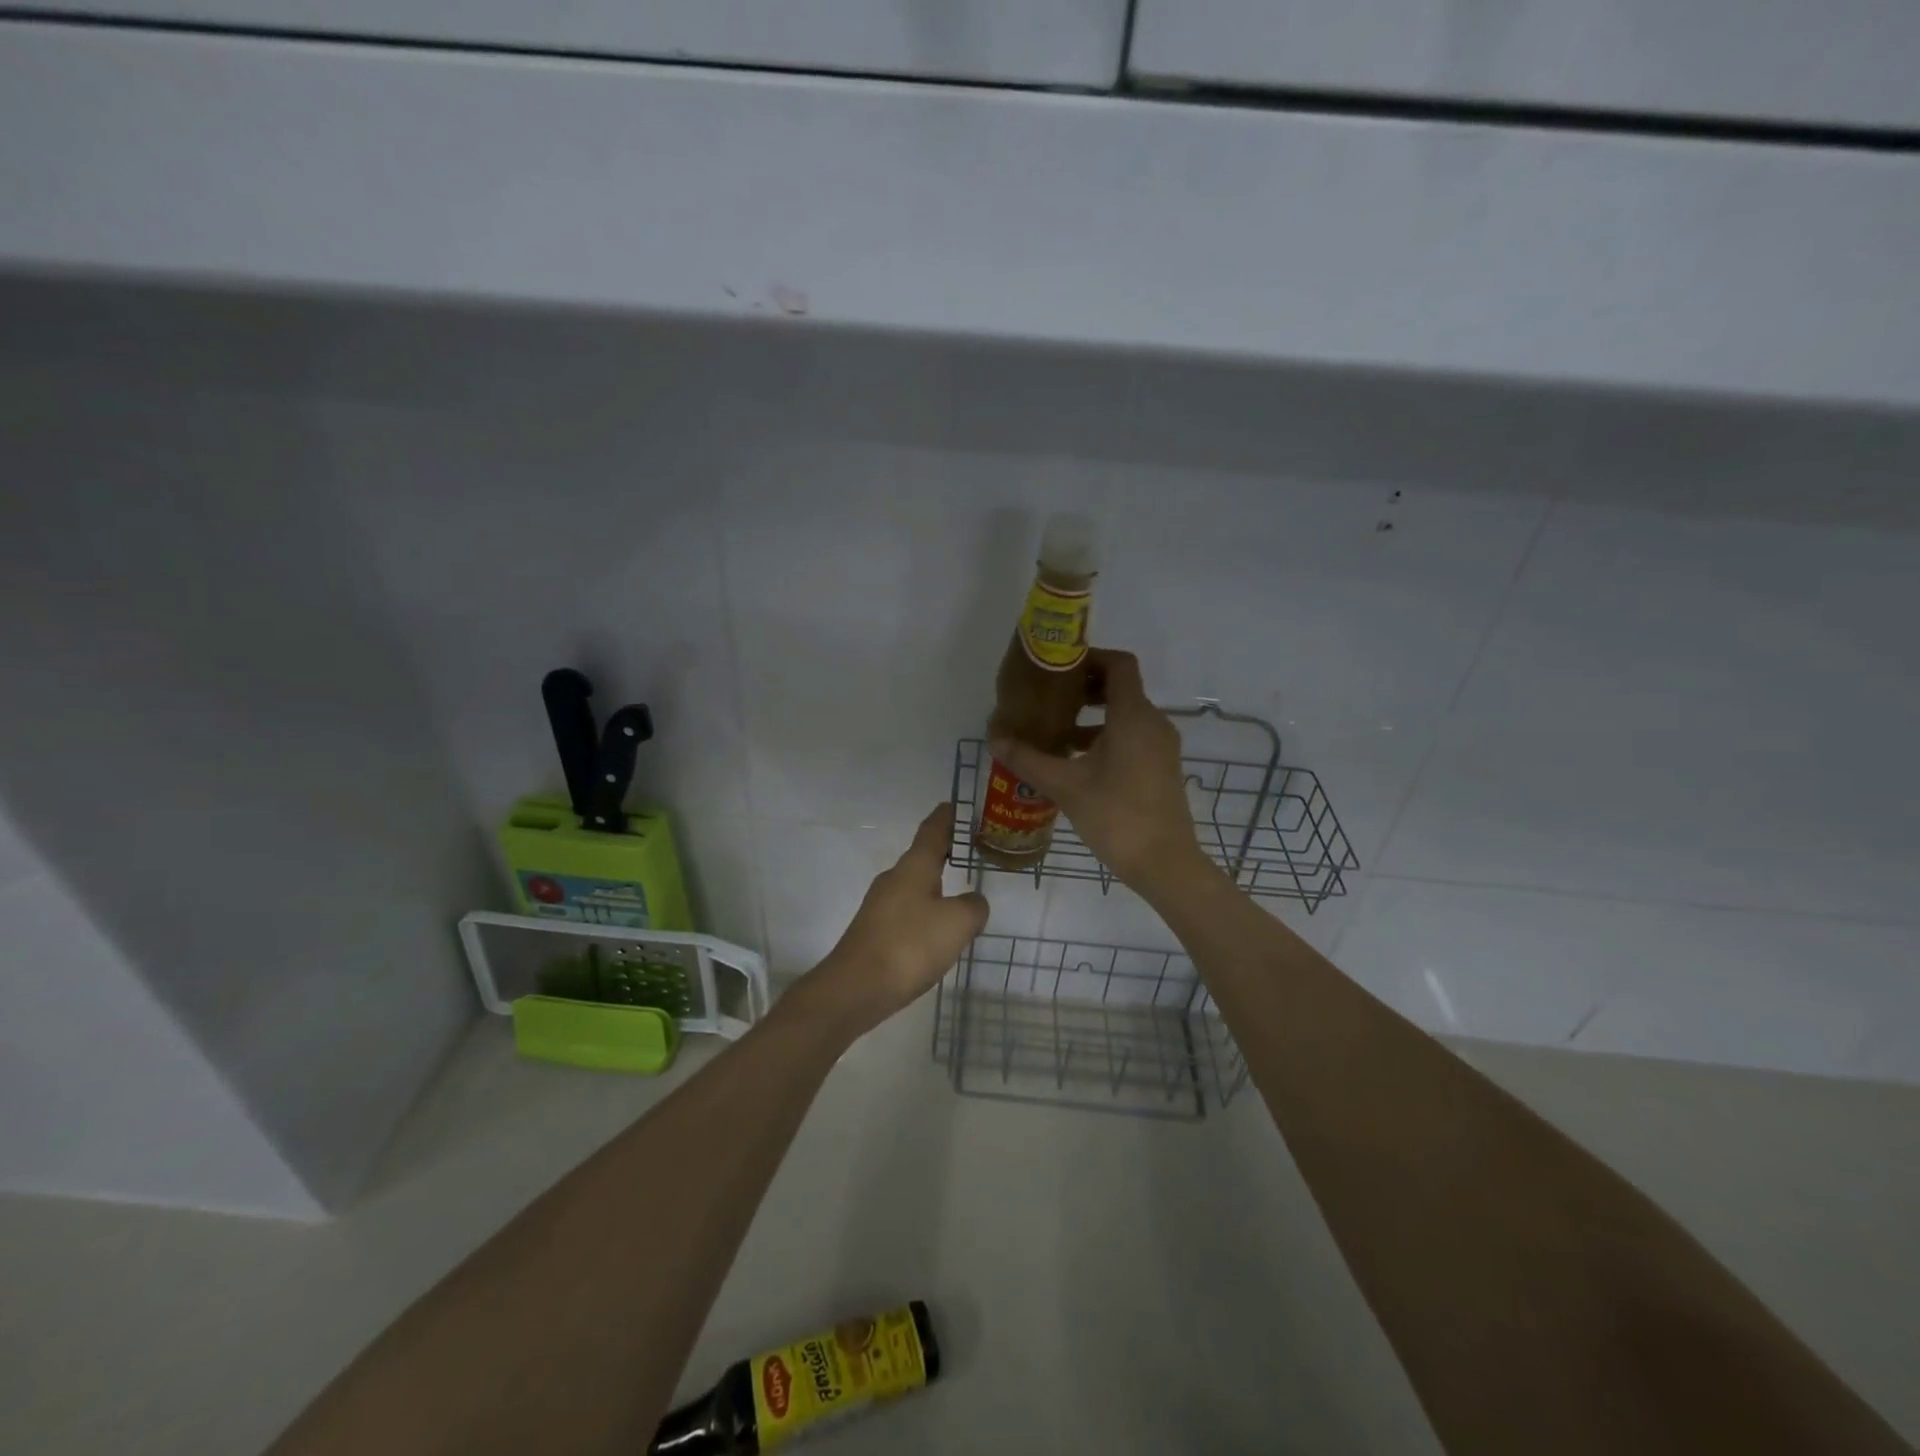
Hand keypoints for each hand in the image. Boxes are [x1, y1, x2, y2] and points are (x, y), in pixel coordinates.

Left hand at [802, 803, 989, 1034]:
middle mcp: (894, 878)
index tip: (955, 805)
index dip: (946, 817)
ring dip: (935, 883)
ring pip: (914, 885)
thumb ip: (974, 907)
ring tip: (959, 890)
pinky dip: (926, 910)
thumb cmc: (910, 945)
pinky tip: (937, 930)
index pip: (932, 830)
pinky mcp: (875, 930)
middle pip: (922, 856)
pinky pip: (908, 910)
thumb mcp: (957, 923)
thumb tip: (973, 902)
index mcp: (914, 867)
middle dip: (944, 851)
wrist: (856, 988)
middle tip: (969, 849)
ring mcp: (880, 905)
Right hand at [991, 649, 1206, 895]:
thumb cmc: (1116, 816)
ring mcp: (1161, 746)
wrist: (1165, 863)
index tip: (1058, 669)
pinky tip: (1077, 761)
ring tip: (1056, 733)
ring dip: (1092, 717)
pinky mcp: (1161, 767)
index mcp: (1133, 716)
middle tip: (1049, 699)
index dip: (1089, 658)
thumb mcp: (1065, 786)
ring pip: (1125, 715)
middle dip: (1084, 689)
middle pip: (1121, 688)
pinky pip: (1133, 736)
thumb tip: (995, 739)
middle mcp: (1153, 723)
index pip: (1118, 665)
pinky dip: (1106, 736)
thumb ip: (1029, 760)